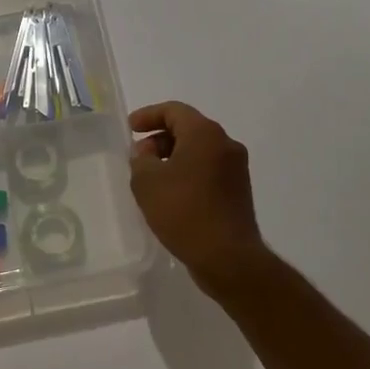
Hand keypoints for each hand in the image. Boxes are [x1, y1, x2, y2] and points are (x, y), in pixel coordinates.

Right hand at [129, 101, 268, 294]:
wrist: (228, 258)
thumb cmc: (184, 212)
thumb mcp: (147, 182)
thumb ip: (140, 159)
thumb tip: (148, 154)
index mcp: (205, 134)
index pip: (174, 110)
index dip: (148, 115)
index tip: (130, 128)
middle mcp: (225, 144)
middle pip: (188, 128)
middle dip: (160, 138)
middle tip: (139, 156)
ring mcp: (236, 168)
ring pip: (199, 150)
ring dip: (173, 156)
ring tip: (152, 177)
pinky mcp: (238, 190)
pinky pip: (208, 168)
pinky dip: (188, 171)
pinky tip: (172, 193)